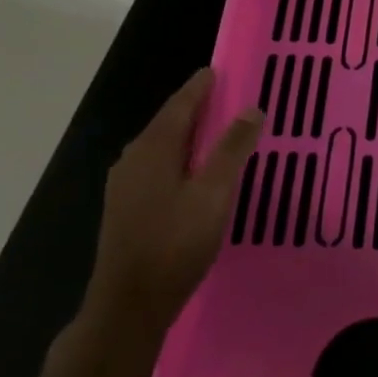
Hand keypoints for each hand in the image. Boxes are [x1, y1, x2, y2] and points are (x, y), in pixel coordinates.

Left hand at [83, 68, 263, 340]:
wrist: (128, 306)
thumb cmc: (175, 243)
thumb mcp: (213, 193)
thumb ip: (232, 149)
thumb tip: (251, 108)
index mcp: (153, 149)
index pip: (180, 105)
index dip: (199, 87)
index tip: (216, 70)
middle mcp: (133, 160)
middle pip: (167, 123)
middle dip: (194, 107)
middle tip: (223, 97)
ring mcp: (125, 187)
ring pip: (160, 147)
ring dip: (186, 134)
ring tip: (214, 130)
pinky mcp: (126, 210)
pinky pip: (156, 167)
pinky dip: (178, 156)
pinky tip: (192, 171)